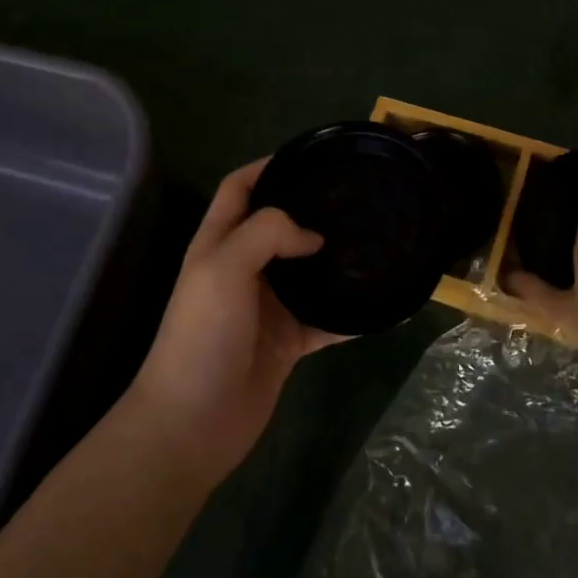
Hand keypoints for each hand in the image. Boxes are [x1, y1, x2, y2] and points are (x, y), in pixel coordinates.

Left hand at [127, 159, 347, 483]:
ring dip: (336, 259)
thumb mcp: (224, 267)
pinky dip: (351, 313)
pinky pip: (327, 320)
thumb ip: (268, 233)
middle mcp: (243, 269)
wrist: (194, 421)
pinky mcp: (288, 342)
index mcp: (219, 244)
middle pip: (279, 227)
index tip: (311, 156)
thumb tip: (314, 236)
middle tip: (357, 198)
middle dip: (312, 209)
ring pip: (308, 272)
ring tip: (377, 241)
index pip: (239, 188)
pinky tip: (383, 304)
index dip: (267, 166)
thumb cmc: (202, 336)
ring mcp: (267, 308)